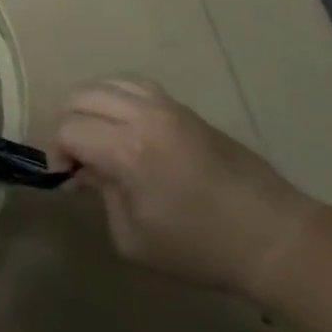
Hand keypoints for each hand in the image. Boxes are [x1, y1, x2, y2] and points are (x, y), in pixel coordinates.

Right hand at [55, 79, 317, 296]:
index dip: (58, 152)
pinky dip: (119, 98)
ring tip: (99, 136)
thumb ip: (101, 196)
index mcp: (128, 150)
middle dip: (70, 123)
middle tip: (80, 157)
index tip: (68, 178)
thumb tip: (87, 170)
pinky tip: (124, 125)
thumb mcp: (133, 239)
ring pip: (110, 83)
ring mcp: (168, 107)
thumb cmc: (200, 249)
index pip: (69, 128)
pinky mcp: (186, 109)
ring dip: (93, 106)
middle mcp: (144, 116)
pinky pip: (138, 86)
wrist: (273, 237)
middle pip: (83, 96)